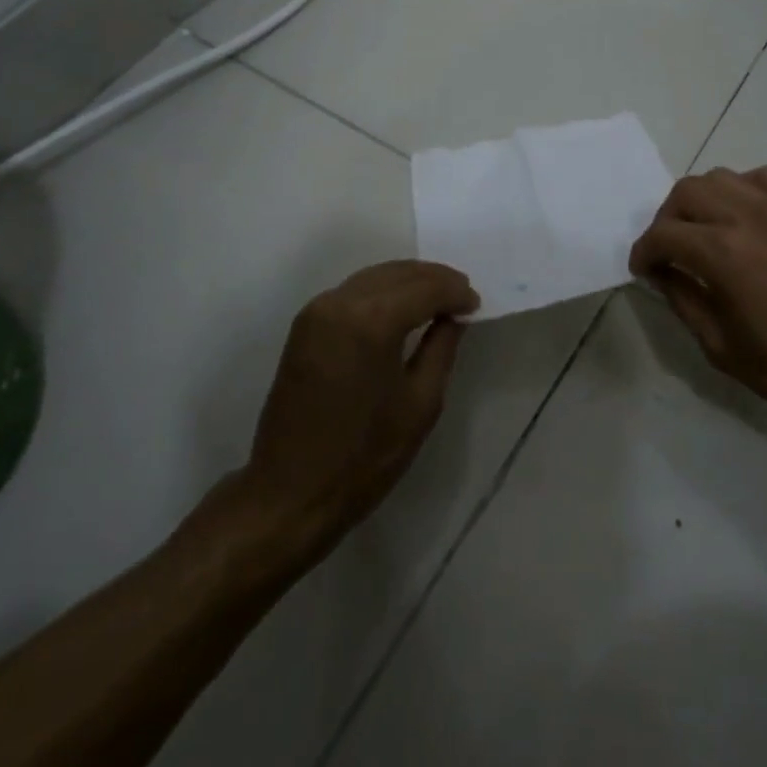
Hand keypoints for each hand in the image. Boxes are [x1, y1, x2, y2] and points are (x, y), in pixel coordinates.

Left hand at [237, 260, 478, 552]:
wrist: (290, 493)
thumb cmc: (364, 456)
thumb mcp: (421, 403)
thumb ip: (441, 347)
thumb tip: (454, 316)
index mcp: (372, 321)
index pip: (425, 288)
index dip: (455, 292)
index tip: (476, 304)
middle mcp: (340, 303)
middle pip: (398, 273)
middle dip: (434, 280)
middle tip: (463, 296)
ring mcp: (317, 311)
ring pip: (374, 277)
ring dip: (409, 281)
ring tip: (438, 299)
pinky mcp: (304, 325)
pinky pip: (353, 291)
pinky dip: (382, 290)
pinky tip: (402, 307)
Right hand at [629, 166, 766, 452]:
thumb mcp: (719, 346)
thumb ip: (682, 299)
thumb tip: (662, 272)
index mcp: (723, 255)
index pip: (663, 235)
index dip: (644, 252)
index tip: (644, 270)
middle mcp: (749, 218)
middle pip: (686, 192)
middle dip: (666, 220)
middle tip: (669, 252)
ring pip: (721, 177)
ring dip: (701, 200)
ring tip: (704, 232)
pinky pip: (765, 176)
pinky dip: (745, 188)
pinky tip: (746, 217)